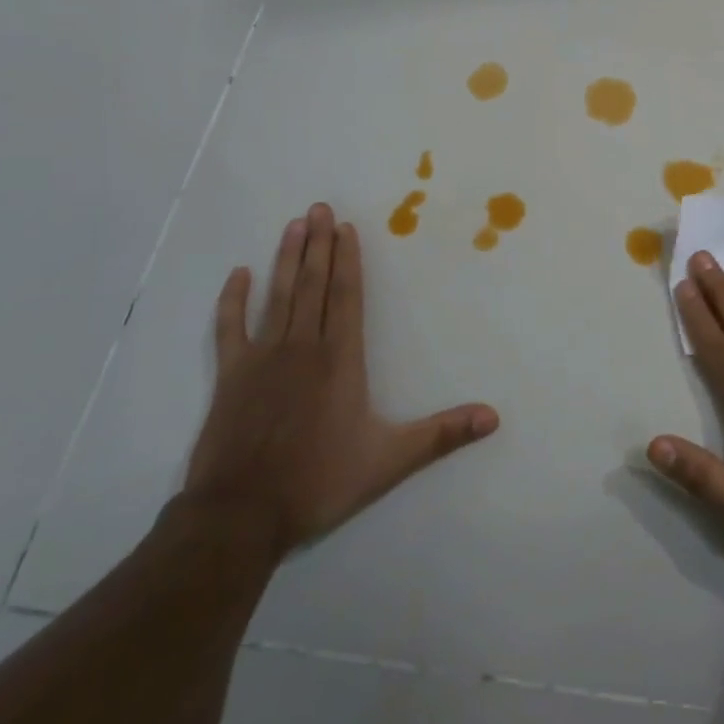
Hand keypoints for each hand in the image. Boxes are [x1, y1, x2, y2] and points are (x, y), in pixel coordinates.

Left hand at [182, 203, 499, 562]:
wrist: (241, 515)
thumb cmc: (318, 481)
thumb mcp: (390, 460)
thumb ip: (442, 435)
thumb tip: (493, 417)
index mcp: (340, 360)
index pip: (346, 297)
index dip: (348, 260)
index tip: (346, 228)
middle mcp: (303, 347)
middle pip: (313, 285)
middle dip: (319, 244)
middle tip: (319, 207)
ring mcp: (262, 359)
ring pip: (278, 296)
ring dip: (287, 259)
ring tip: (294, 225)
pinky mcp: (230, 377)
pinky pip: (230, 328)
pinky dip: (233, 299)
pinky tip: (239, 273)